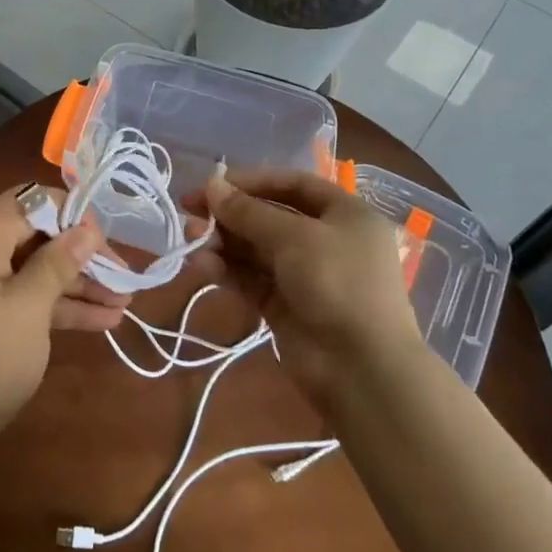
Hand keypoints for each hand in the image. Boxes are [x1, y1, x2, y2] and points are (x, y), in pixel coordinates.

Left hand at [0, 186, 122, 465]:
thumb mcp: (29, 310)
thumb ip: (59, 263)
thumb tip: (88, 228)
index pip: (32, 201)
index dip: (74, 217)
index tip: (107, 243)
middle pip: (34, 233)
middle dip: (80, 256)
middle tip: (122, 277)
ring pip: (29, 266)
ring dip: (73, 283)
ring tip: (123, 303)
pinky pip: (17, 291)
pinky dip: (50, 303)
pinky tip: (100, 321)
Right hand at [200, 168, 421, 411]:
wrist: (362, 371)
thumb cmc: (338, 283)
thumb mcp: (294, 237)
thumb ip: (248, 212)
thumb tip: (210, 185)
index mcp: (344, 214)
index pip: (293, 185)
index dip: (252, 181)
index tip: (213, 183)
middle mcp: (326, 241)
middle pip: (270, 216)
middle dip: (230, 213)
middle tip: (188, 209)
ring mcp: (305, 276)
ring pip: (256, 249)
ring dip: (223, 241)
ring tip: (190, 236)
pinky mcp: (286, 307)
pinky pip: (252, 279)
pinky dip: (228, 270)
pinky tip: (201, 264)